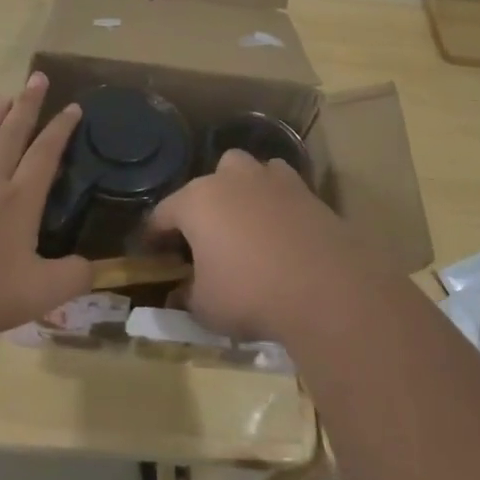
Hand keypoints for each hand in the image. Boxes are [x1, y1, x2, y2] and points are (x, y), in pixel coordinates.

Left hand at [0, 73, 92, 342]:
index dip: (61, 130)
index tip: (73, 105)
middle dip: (27, 106)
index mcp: (17, 201)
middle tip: (36, 78)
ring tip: (0, 100)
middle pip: (10, 136)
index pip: (44, 155)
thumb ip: (71, 278)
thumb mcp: (36, 294)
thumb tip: (93, 266)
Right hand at [147, 150, 402, 344]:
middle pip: (207, 182)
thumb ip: (187, 296)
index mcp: (196, 201)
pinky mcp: (306, 190)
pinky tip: (282, 228)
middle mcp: (230, 179)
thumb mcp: (205, 307)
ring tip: (247, 224)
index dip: (155, 234)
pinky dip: (278, 201)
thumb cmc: (250, 294)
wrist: (326, 287)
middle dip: (204, 205)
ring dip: (242, 191)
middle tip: (207, 238)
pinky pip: (283, 187)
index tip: (153, 253)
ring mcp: (271, 179)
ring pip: (248, 172)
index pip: (163, 213)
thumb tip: (181, 294)